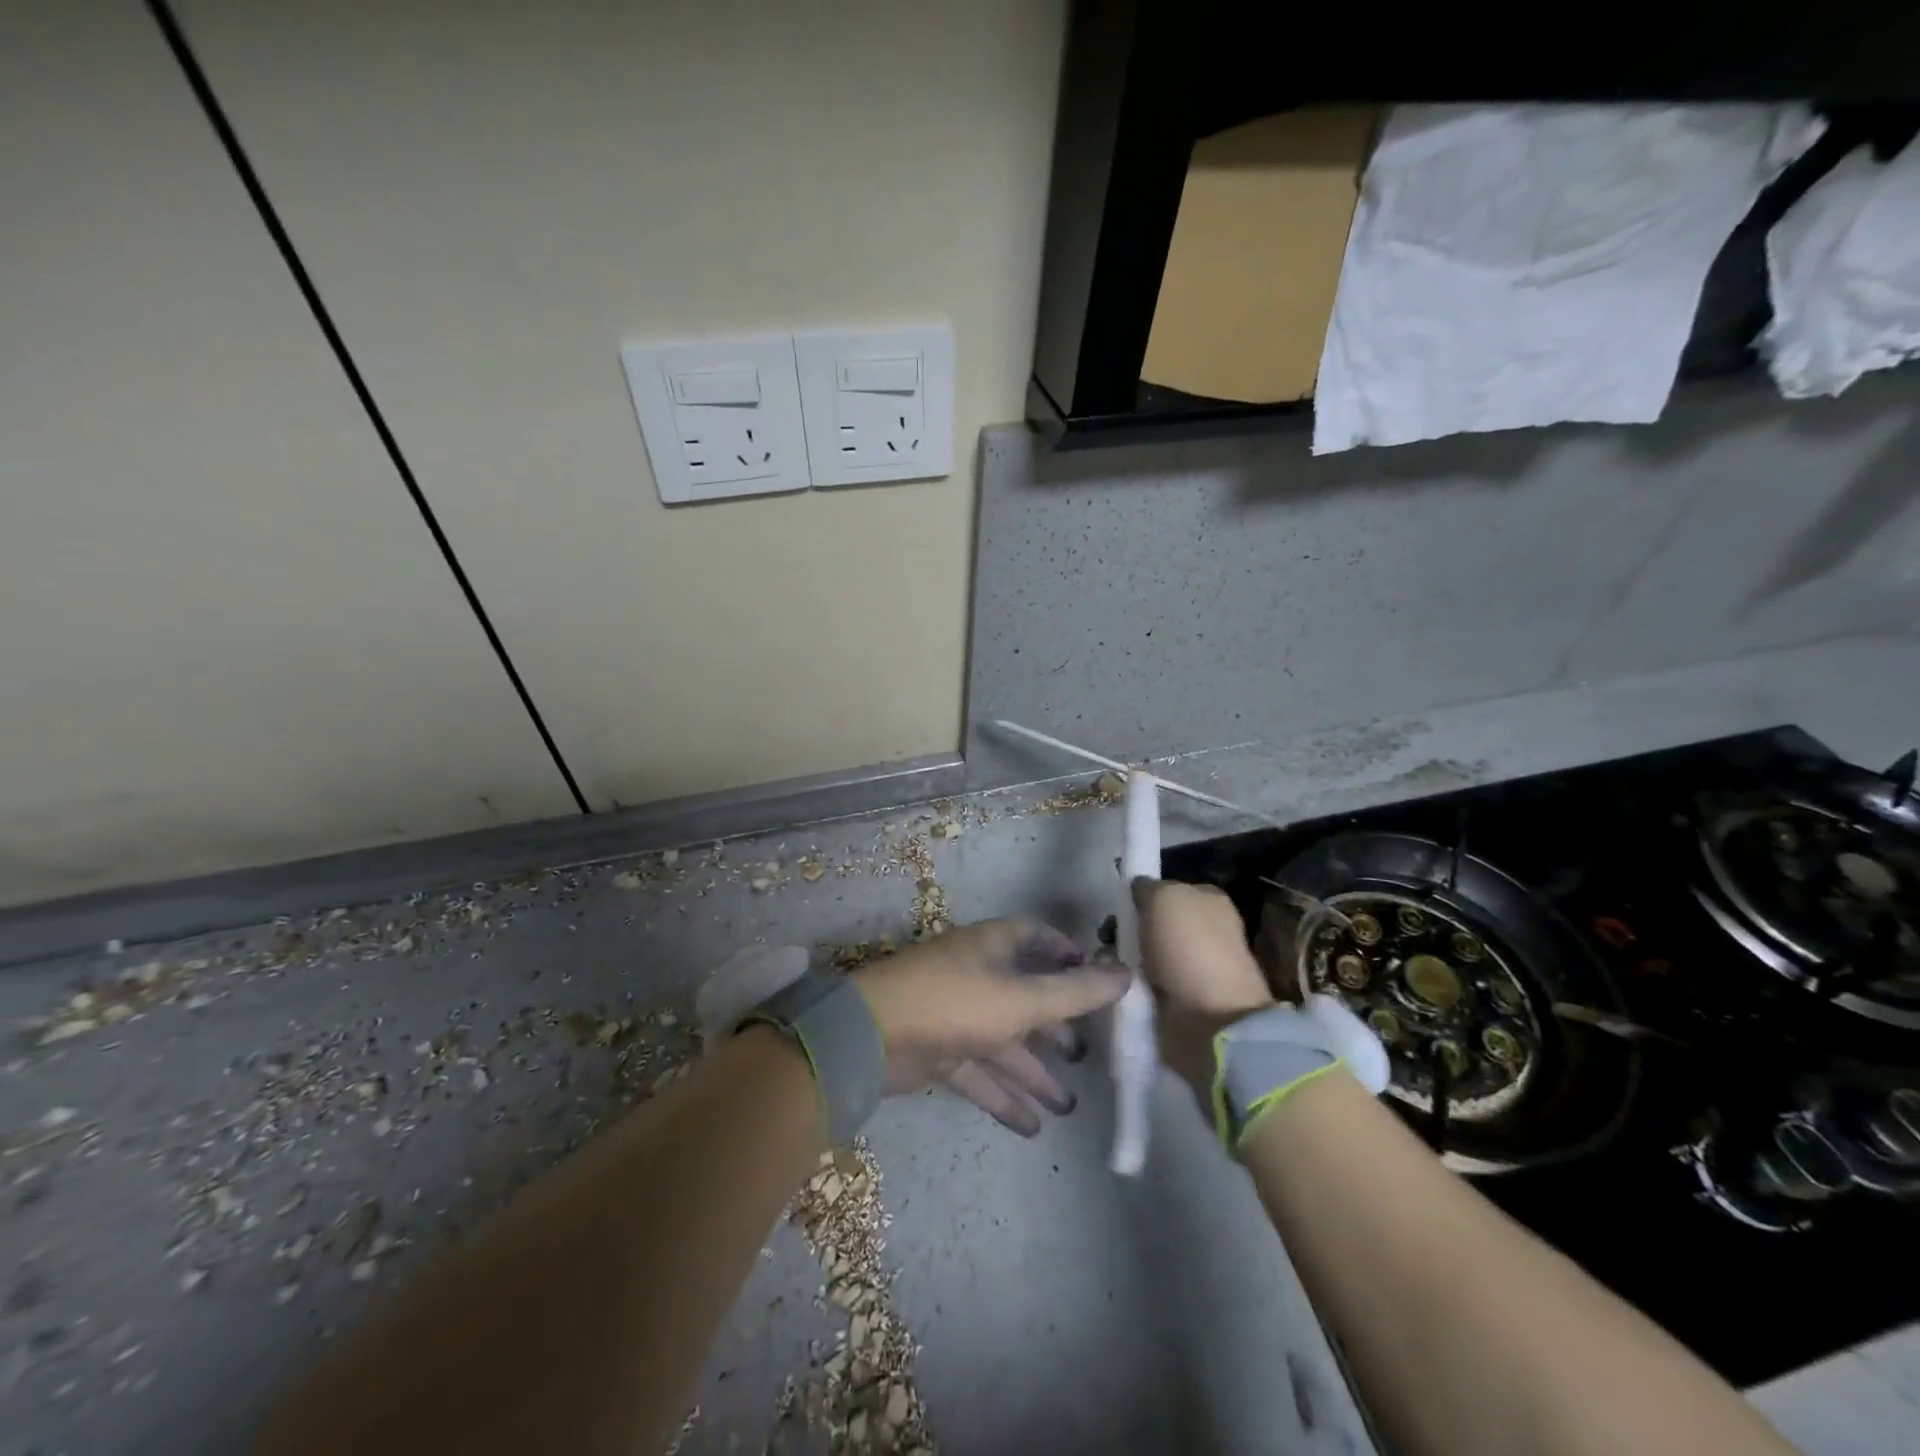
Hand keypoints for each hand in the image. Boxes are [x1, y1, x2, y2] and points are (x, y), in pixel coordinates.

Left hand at [855, 919, 1130, 1135]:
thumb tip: (1128, 974)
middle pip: (1025, 996)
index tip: (1099, 979)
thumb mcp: (1023, 999)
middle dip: (1056, 1026)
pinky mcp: (939, 1050)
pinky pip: (980, 1073)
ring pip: (1004, 1042)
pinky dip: (1004, 1097)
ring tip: (1068, 1106)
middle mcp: (977, 974)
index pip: (1037, 938)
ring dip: (1034, 1073)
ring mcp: (956, 1014)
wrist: (871, 1037)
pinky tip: (1033, 1128)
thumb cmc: (955, 1003)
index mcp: (994, 947)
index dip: (1068, 954)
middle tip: (1086, 1056)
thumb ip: (1076, 992)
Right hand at [1132, 879, 1389, 1106]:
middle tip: (1108, 936)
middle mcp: (1206, 931)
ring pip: (1148, 953)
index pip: (1170, 888)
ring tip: (1108, 962)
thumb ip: (1146, 887)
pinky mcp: (1181, 1000)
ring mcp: (1194, 968)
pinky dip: (1133, 984)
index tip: (1121, 905)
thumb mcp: (1163, 897)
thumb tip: (1138, 888)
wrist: (1211, 1019)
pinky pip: (1147, 983)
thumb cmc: (1190, 947)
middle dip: (1132, 928)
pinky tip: (1118, 983)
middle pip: (1156, 922)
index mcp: (1210, 901)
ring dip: (1128, 958)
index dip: (1145, 895)